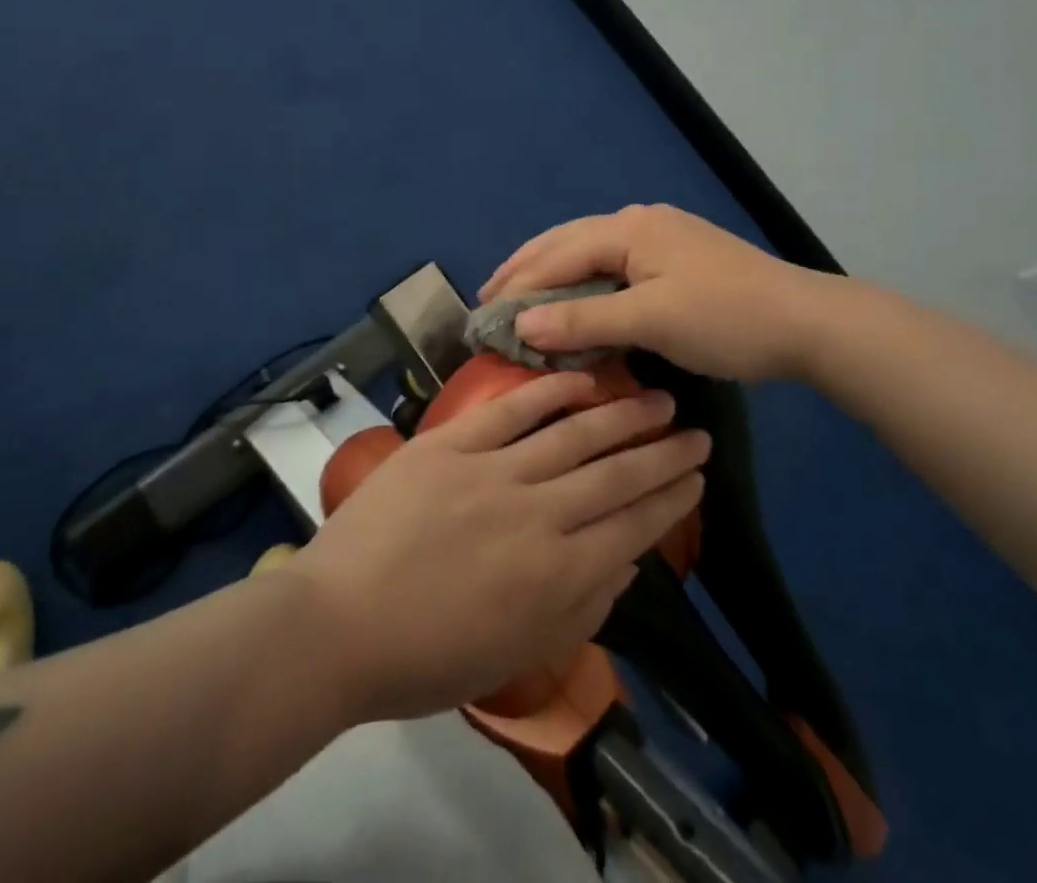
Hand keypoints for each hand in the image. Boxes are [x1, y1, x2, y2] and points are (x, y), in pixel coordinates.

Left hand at [289, 372, 709, 721]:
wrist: (338, 624)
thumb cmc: (427, 657)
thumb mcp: (517, 654)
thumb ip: (581, 609)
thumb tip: (627, 561)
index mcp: (556, 577)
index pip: (632, 527)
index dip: (670, 499)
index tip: (698, 476)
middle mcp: (537, 517)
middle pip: (615, 476)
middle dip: (662, 453)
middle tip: (696, 431)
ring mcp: (492, 473)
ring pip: (573, 436)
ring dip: (622, 416)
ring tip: (658, 399)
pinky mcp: (451, 445)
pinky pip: (510, 411)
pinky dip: (549, 392)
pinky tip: (582, 379)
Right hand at [480, 203, 842, 381]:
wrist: (807, 322)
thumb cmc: (726, 319)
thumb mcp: (652, 321)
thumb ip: (584, 321)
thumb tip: (520, 323)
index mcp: (629, 229)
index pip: (557, 255)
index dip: (518, 284)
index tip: (484, 313)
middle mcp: (638, 222)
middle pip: (566, 241)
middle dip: (526, 267)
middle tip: (488, 294)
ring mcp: (659, 236)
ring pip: (588, 249)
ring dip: (552, 271)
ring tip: (520, 291)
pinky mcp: (674, 256)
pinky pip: (611, 262)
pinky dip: (583, 279)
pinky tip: (575, 293)